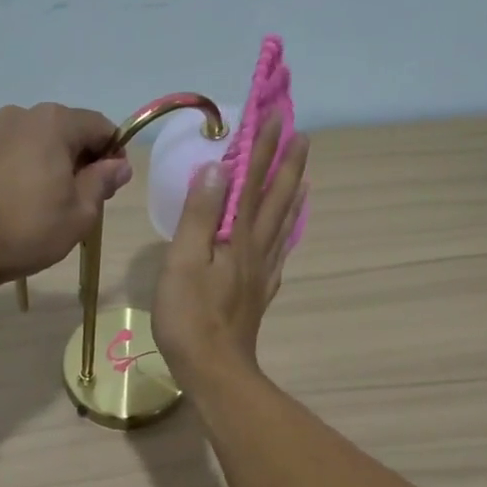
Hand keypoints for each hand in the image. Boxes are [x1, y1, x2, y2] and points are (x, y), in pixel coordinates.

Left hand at [0, 102, 130, 284]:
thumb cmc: (28, 228)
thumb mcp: (80, 213)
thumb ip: (102, 182)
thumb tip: (118, 165)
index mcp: (54, 122)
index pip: (100, 126)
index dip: (113, 153)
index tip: (111, 185)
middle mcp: (21, 116)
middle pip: (65, 130)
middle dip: (80, 159)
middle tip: (81, 199)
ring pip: (34, 142)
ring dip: (48, 164)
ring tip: (45, 203)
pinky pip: (7, 154)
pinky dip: (20, 170)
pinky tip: (15, 203)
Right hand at [153, 115, 308, 384]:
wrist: (215, 370)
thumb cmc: (190, 316)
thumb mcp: (184, 261)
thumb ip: (200, 215)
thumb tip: (216, 169)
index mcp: (238, 237)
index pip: (252, 182)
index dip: (261, 149)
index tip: (274, 116)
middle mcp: (257, 248)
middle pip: (277, 199)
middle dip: (287, 165)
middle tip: (300, 135)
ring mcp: (262, 272)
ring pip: (283, 223)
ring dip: (293, 193)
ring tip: (303, 173)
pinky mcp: (259, 292)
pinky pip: (280, 252)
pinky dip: (288, 232)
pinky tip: (289, 231)